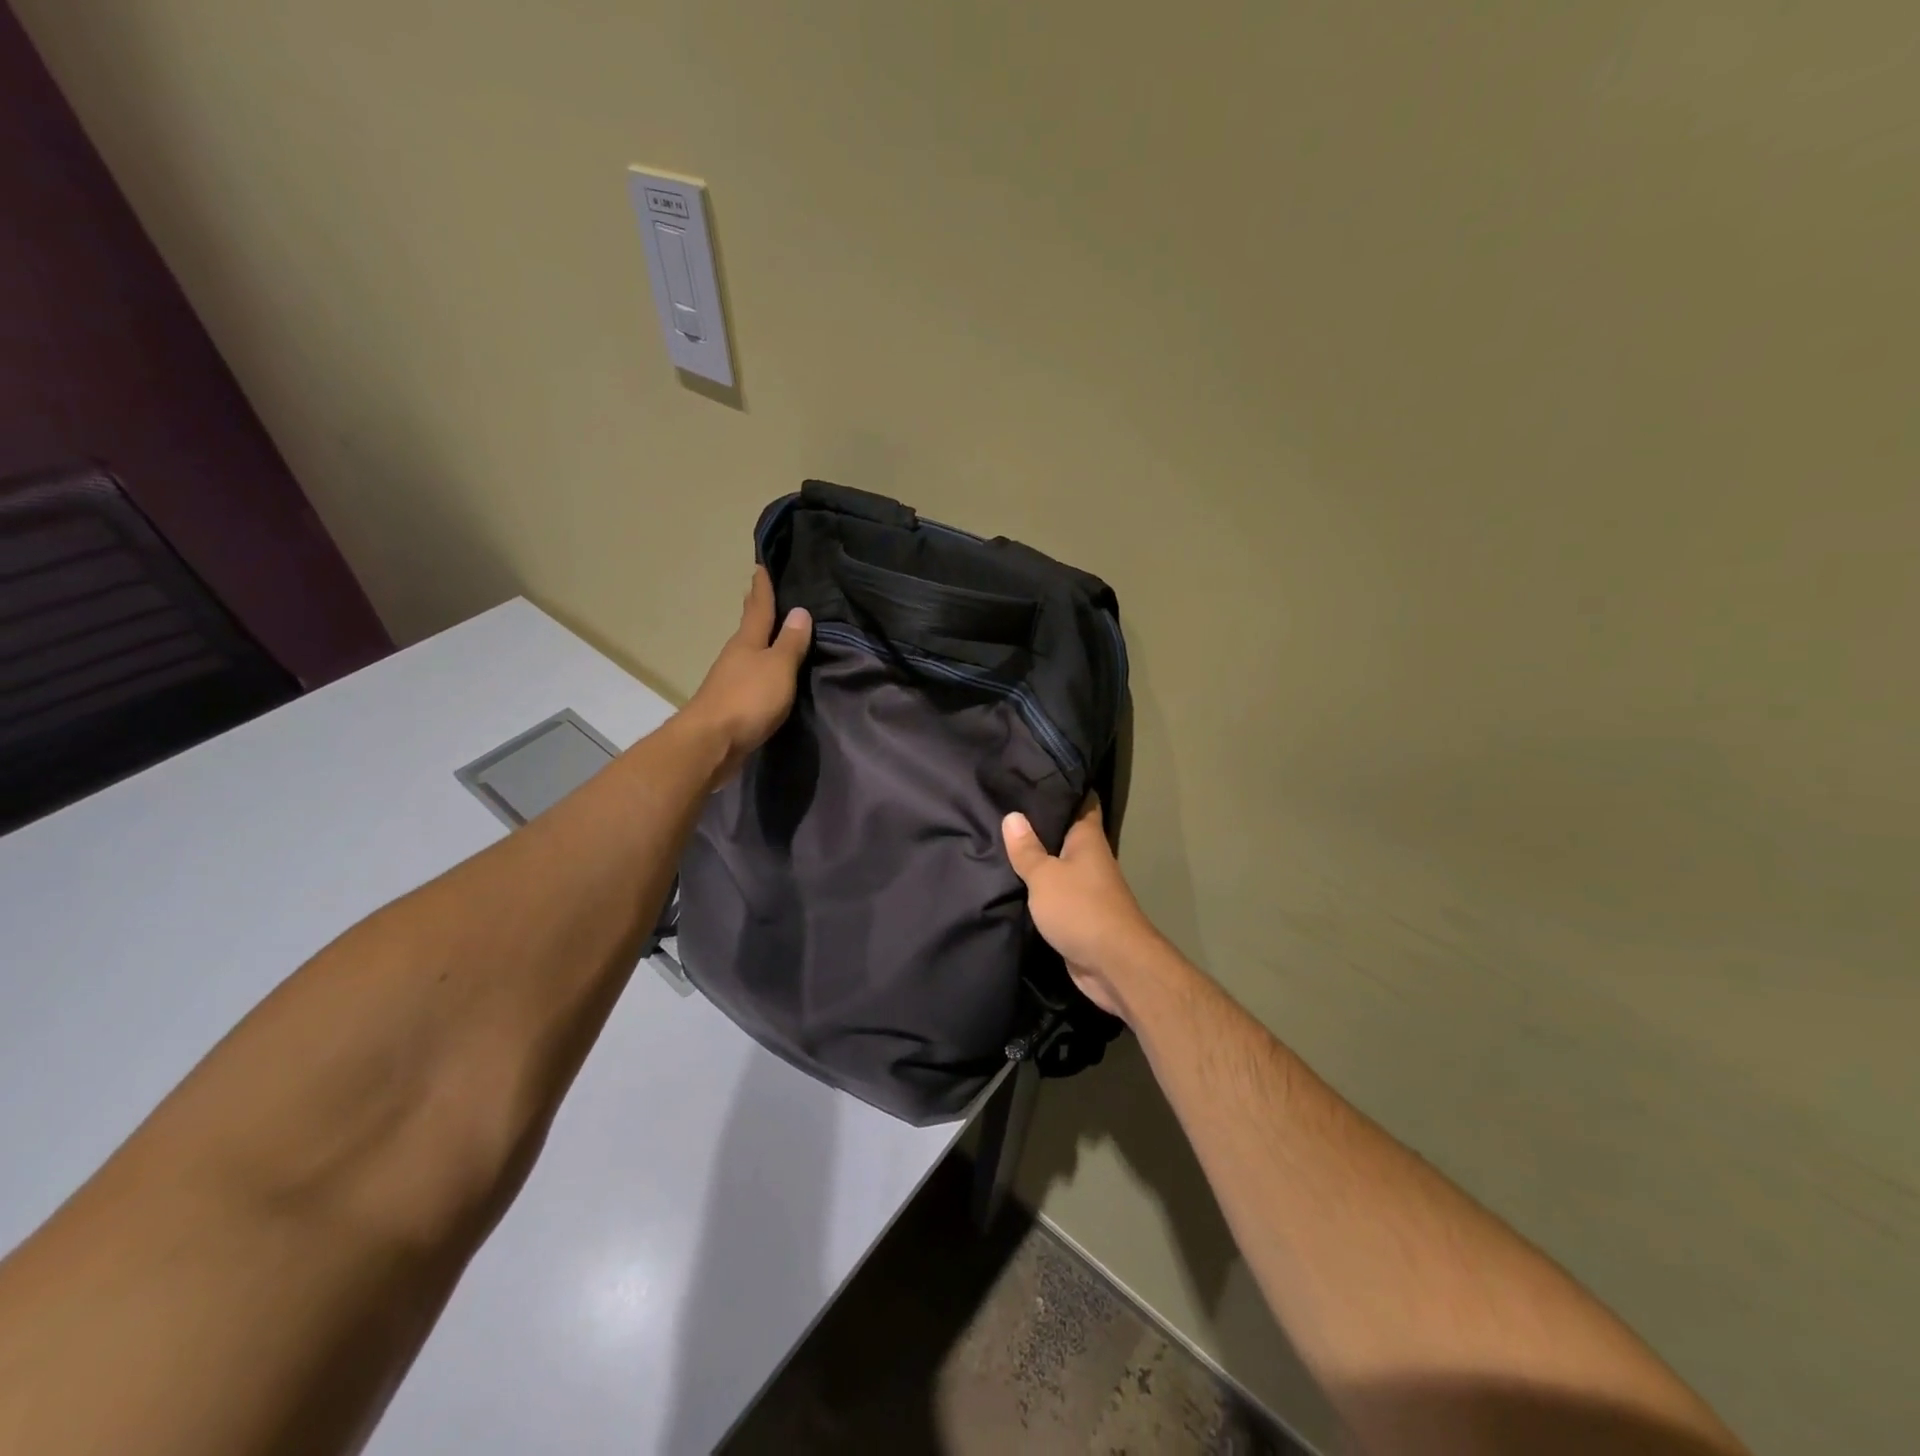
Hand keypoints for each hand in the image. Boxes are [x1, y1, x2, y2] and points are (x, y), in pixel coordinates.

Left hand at [683, 567, 811, 783]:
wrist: (711, 744)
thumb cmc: (748, 699)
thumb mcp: (778, 668)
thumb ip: (790, 643)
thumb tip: (800, 611)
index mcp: (747, 641)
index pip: (759, 607)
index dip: (762, 587)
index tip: (761, 565)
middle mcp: (735, 655)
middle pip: (749, 626)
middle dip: (756, 608)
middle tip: (760, 590)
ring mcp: (730, 680)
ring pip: (748, 651)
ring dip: (759, 639)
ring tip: (772, 631)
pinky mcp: (731, 704)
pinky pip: (750, 676)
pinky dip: (759, 666)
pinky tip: (767, 672)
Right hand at [1002, 797, 1161, 1020]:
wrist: (1113, 965)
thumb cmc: (1081, 909)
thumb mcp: (1045, 876)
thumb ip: (1027, 849)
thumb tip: (1012, 815)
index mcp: (1088, 838)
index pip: (1081, 800)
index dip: (1064, 785)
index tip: (1038, 772)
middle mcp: (1090, 857)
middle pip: (1066, 831)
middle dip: (1040, 821)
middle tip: (1005, 804)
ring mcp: (1087, 886)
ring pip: (1058, 862)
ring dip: (1037, 856)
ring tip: (1001, 839)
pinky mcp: (1079, 913)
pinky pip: (1054, 891)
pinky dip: (1037, 886)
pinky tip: (1012, 881)